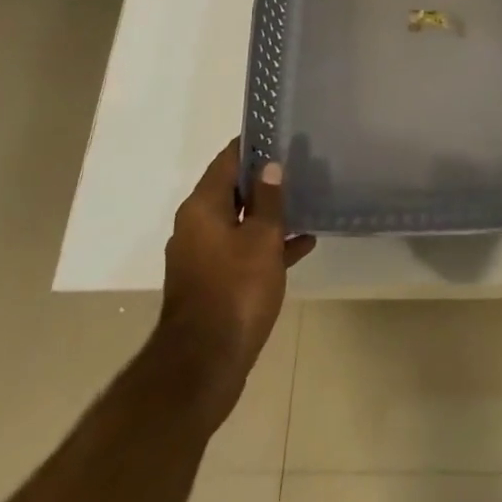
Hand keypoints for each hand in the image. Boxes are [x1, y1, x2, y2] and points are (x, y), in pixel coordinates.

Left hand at [152, 141, 315, 416]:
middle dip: (265, 180)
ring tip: (307, 201)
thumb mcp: (262, 238)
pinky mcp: (211, 284)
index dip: (254, 145)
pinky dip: (266, 245)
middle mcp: (195, 226)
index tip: (281, 133)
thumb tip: (270, 167)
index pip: (228, 159)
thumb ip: (268, 200)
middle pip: (232, 190)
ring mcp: (201, 257)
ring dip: (269, 214)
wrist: (203, 369)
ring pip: (239, 222)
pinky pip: (241, 251)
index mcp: (201, 207)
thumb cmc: (235, 291)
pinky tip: (302, 244)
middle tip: (300, 165)